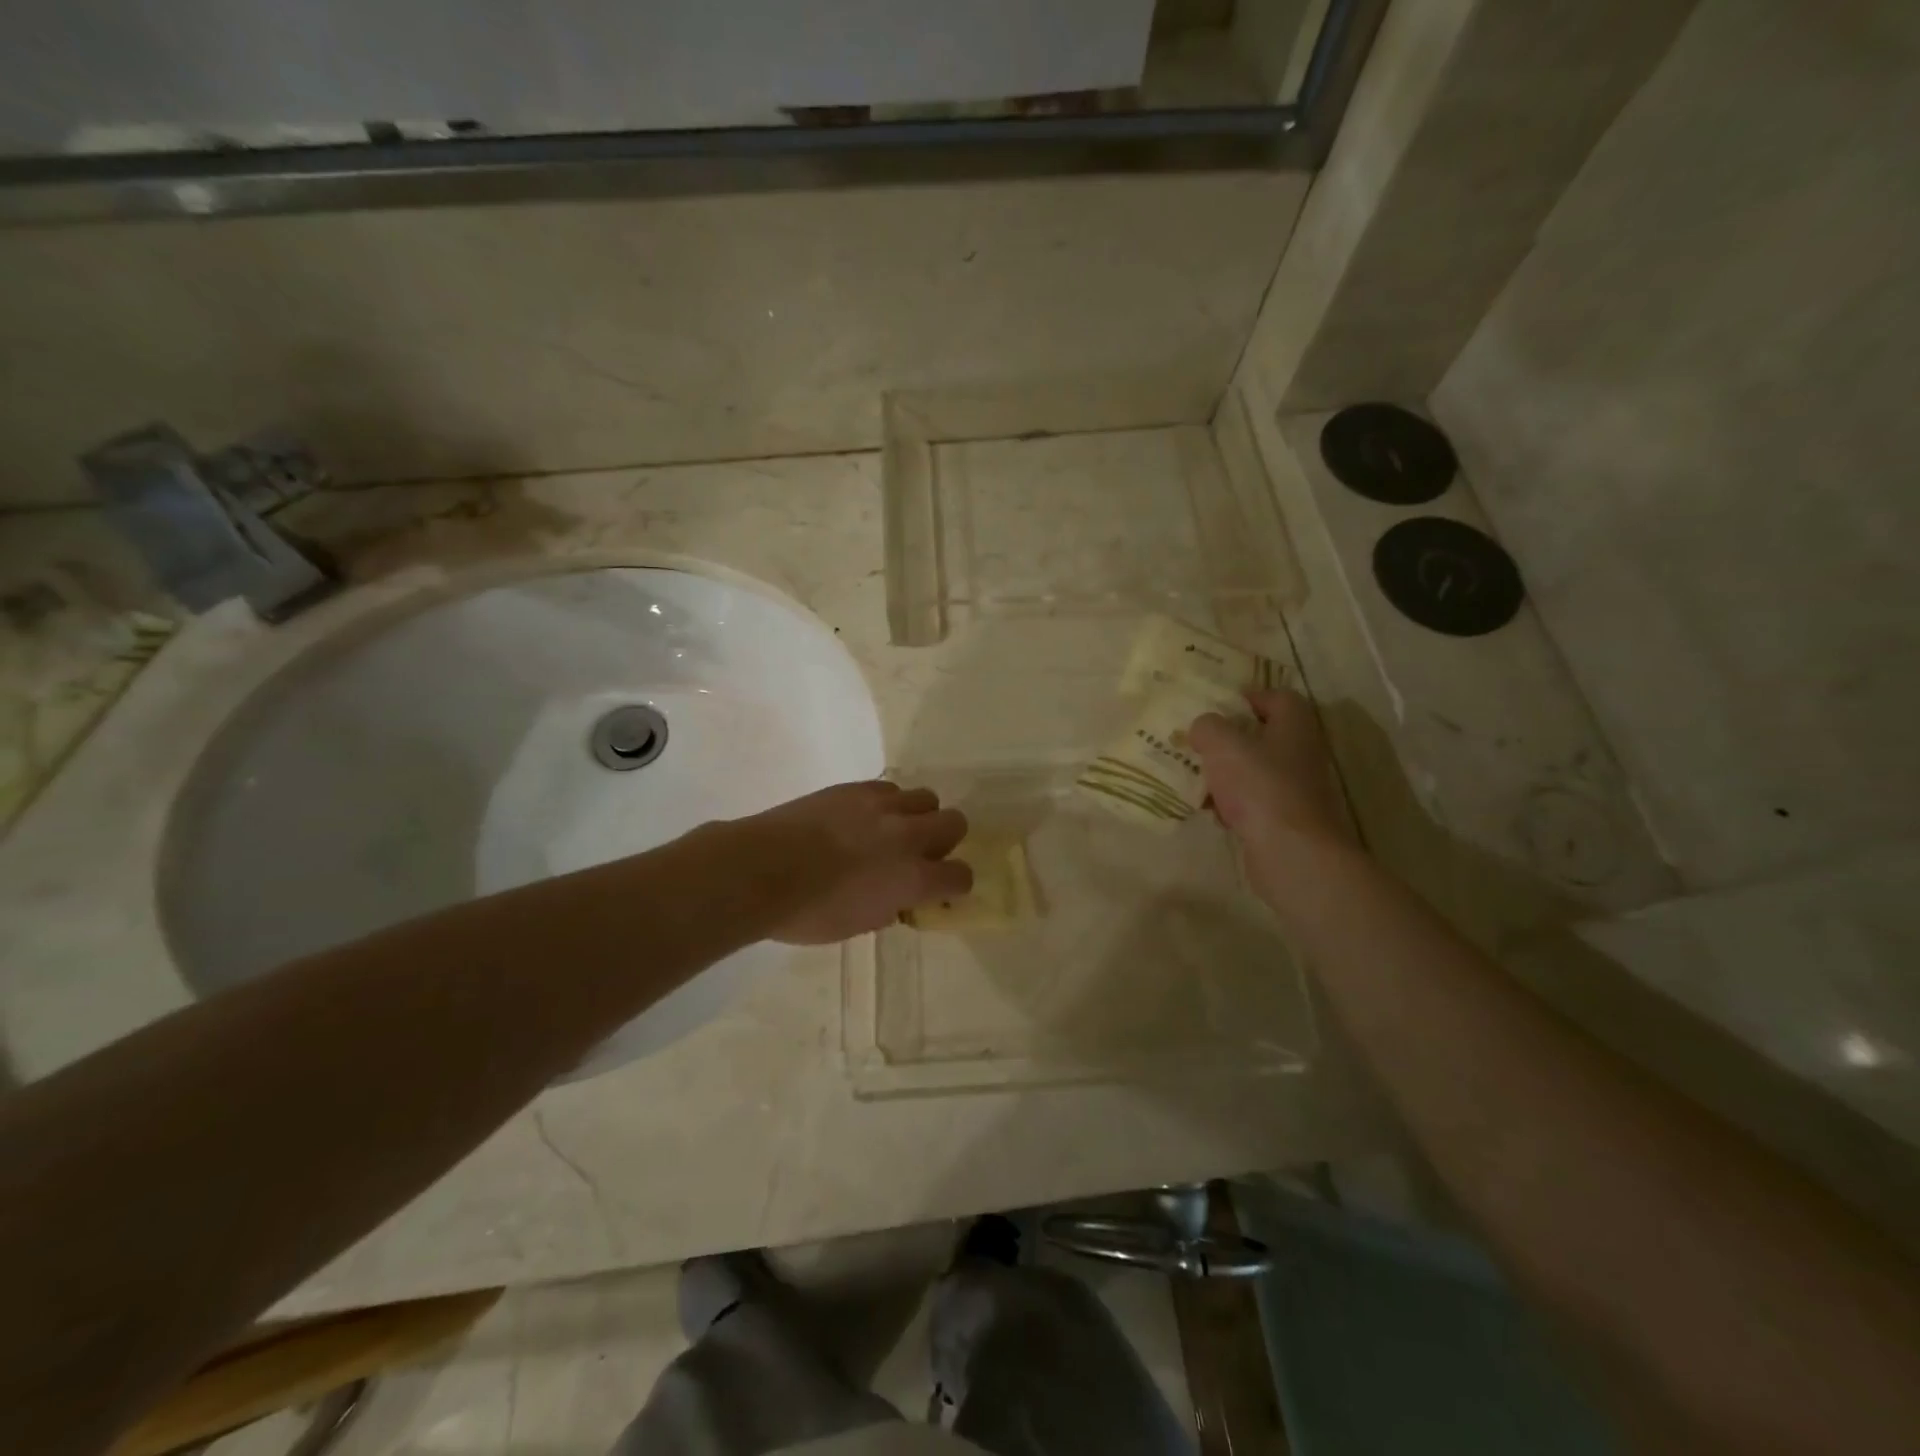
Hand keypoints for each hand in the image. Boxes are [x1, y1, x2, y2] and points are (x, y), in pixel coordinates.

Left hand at [737, 781, 971, 944]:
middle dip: (945, 840)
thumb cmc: (809, 913)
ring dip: (918, 816)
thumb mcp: (858, 924)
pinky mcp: (855, 788)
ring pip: (926, 798)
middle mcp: (908, 836)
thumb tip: (898, 897)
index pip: (960, 876)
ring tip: (891, 831)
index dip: (953, 884)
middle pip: (956, 822)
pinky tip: (863, 818)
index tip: (938, 890)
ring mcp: (882, 806)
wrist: (762, 870)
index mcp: (913, 878)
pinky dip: (886, 804)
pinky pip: (889, 789)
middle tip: (920, 855)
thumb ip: (889, 907)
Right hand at [1190, 689, 1351, 883]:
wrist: (1291, 852)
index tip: (1219, 705)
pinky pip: (1254, 803)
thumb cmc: (1260, 786)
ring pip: (1256, 771)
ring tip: (1198, 779)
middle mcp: (1301, 754)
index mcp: (1294, 726)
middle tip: (1200, 742)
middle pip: (1264, 736)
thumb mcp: (1222, 744)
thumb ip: (1208, 727)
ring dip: (1227, 774)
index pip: (1279, 697)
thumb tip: (1203, 728)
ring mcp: (1297, 789)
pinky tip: (1213, 812)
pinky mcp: (1286, 820)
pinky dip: (1233, 805)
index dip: (1250, 696)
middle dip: (1230, 740)